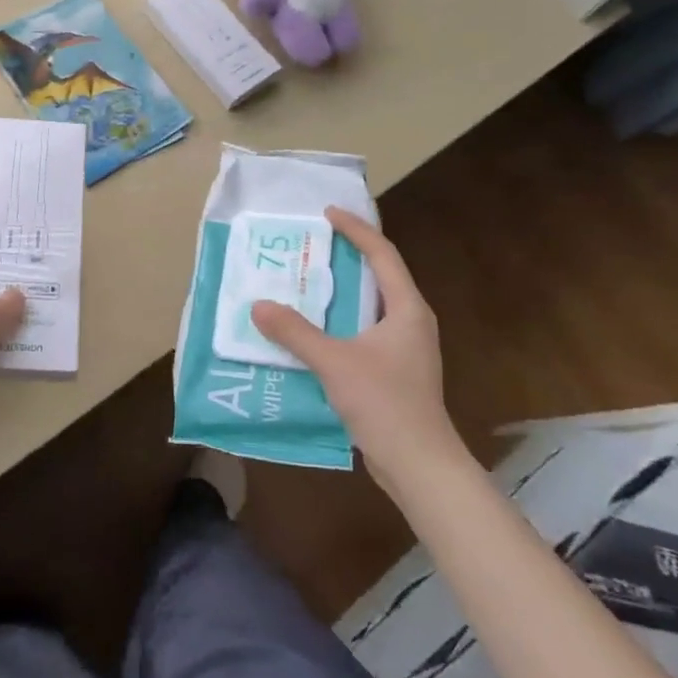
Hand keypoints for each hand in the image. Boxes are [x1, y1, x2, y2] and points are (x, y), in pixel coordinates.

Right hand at [251, 207, 471, 497]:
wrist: (419, 464)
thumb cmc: (385, 403)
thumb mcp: (334, 362)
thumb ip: (295, 333)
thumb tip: (258, 306)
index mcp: (406, 309)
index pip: (382, 254)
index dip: (357, 229)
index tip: (329, 213)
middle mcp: (410, 321)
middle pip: (379, 276)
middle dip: (347, 257)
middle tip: (312, 245)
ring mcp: (405, 349)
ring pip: (370, 307)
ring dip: (341, 293)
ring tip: (306, 283)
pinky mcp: (395, 371)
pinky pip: (364, 332)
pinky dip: (340, 323)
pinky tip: (312, 333)